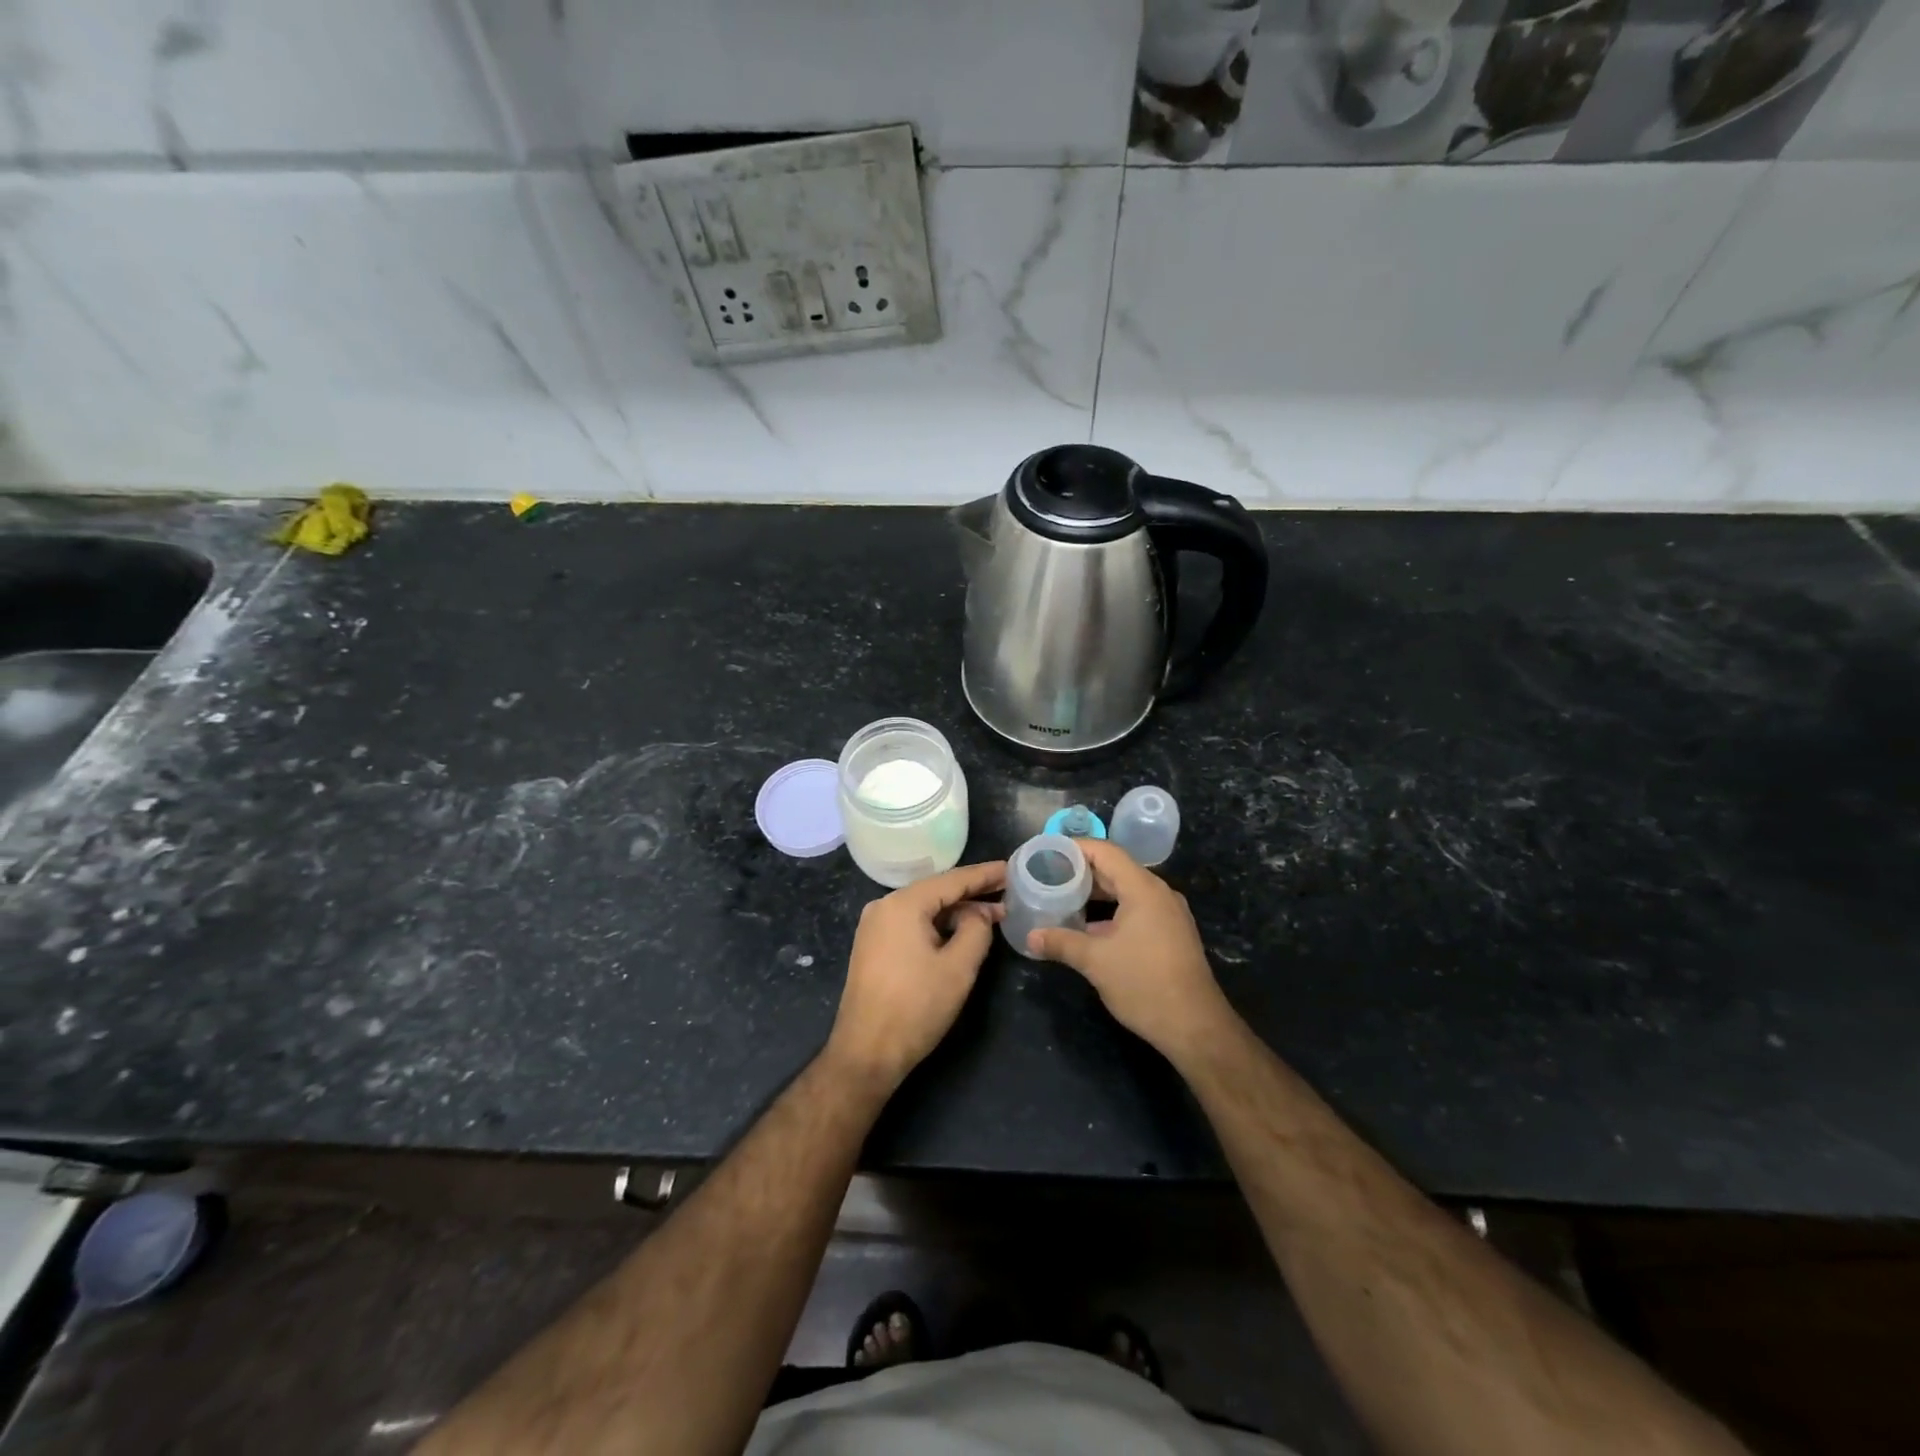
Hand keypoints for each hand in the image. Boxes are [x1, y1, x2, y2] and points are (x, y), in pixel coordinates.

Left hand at [826, 861, 1005, 1093]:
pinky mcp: (873, 946)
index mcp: (903, 904)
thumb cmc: (916, 1007)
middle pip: (936, 891)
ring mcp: (874, 926)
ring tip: (992, 914)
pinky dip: (938, 925)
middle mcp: (884, 906)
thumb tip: (982, 912)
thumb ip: (977, 930)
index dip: (985, 875)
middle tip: (1008, 892)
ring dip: (957, 911)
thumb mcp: (958, 968)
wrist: (866, 1053)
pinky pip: (912, 924)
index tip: (1012, 868)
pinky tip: (960, 932)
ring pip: (924, 908)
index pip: (952, 880)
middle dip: (973, 893)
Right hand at [1028, 840, 1234, 1064]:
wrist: (1195, 1027)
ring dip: (1096, 893)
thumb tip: (1031, 937)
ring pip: (1126, 891)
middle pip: (1116, 869)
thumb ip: (1061, 943)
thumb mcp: (1095, 962)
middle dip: (1081, 872)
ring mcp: (1168, 914)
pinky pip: (1137, 908)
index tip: (1047, 854)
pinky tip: (1089, 927)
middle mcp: (1159, 893)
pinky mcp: (1171, 933)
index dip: (1075, 849)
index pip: (1105, 851)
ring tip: (1063, 899)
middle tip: (1048, 877)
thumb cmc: (1144, 984)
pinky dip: (1111, 910)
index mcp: (1143, 889)